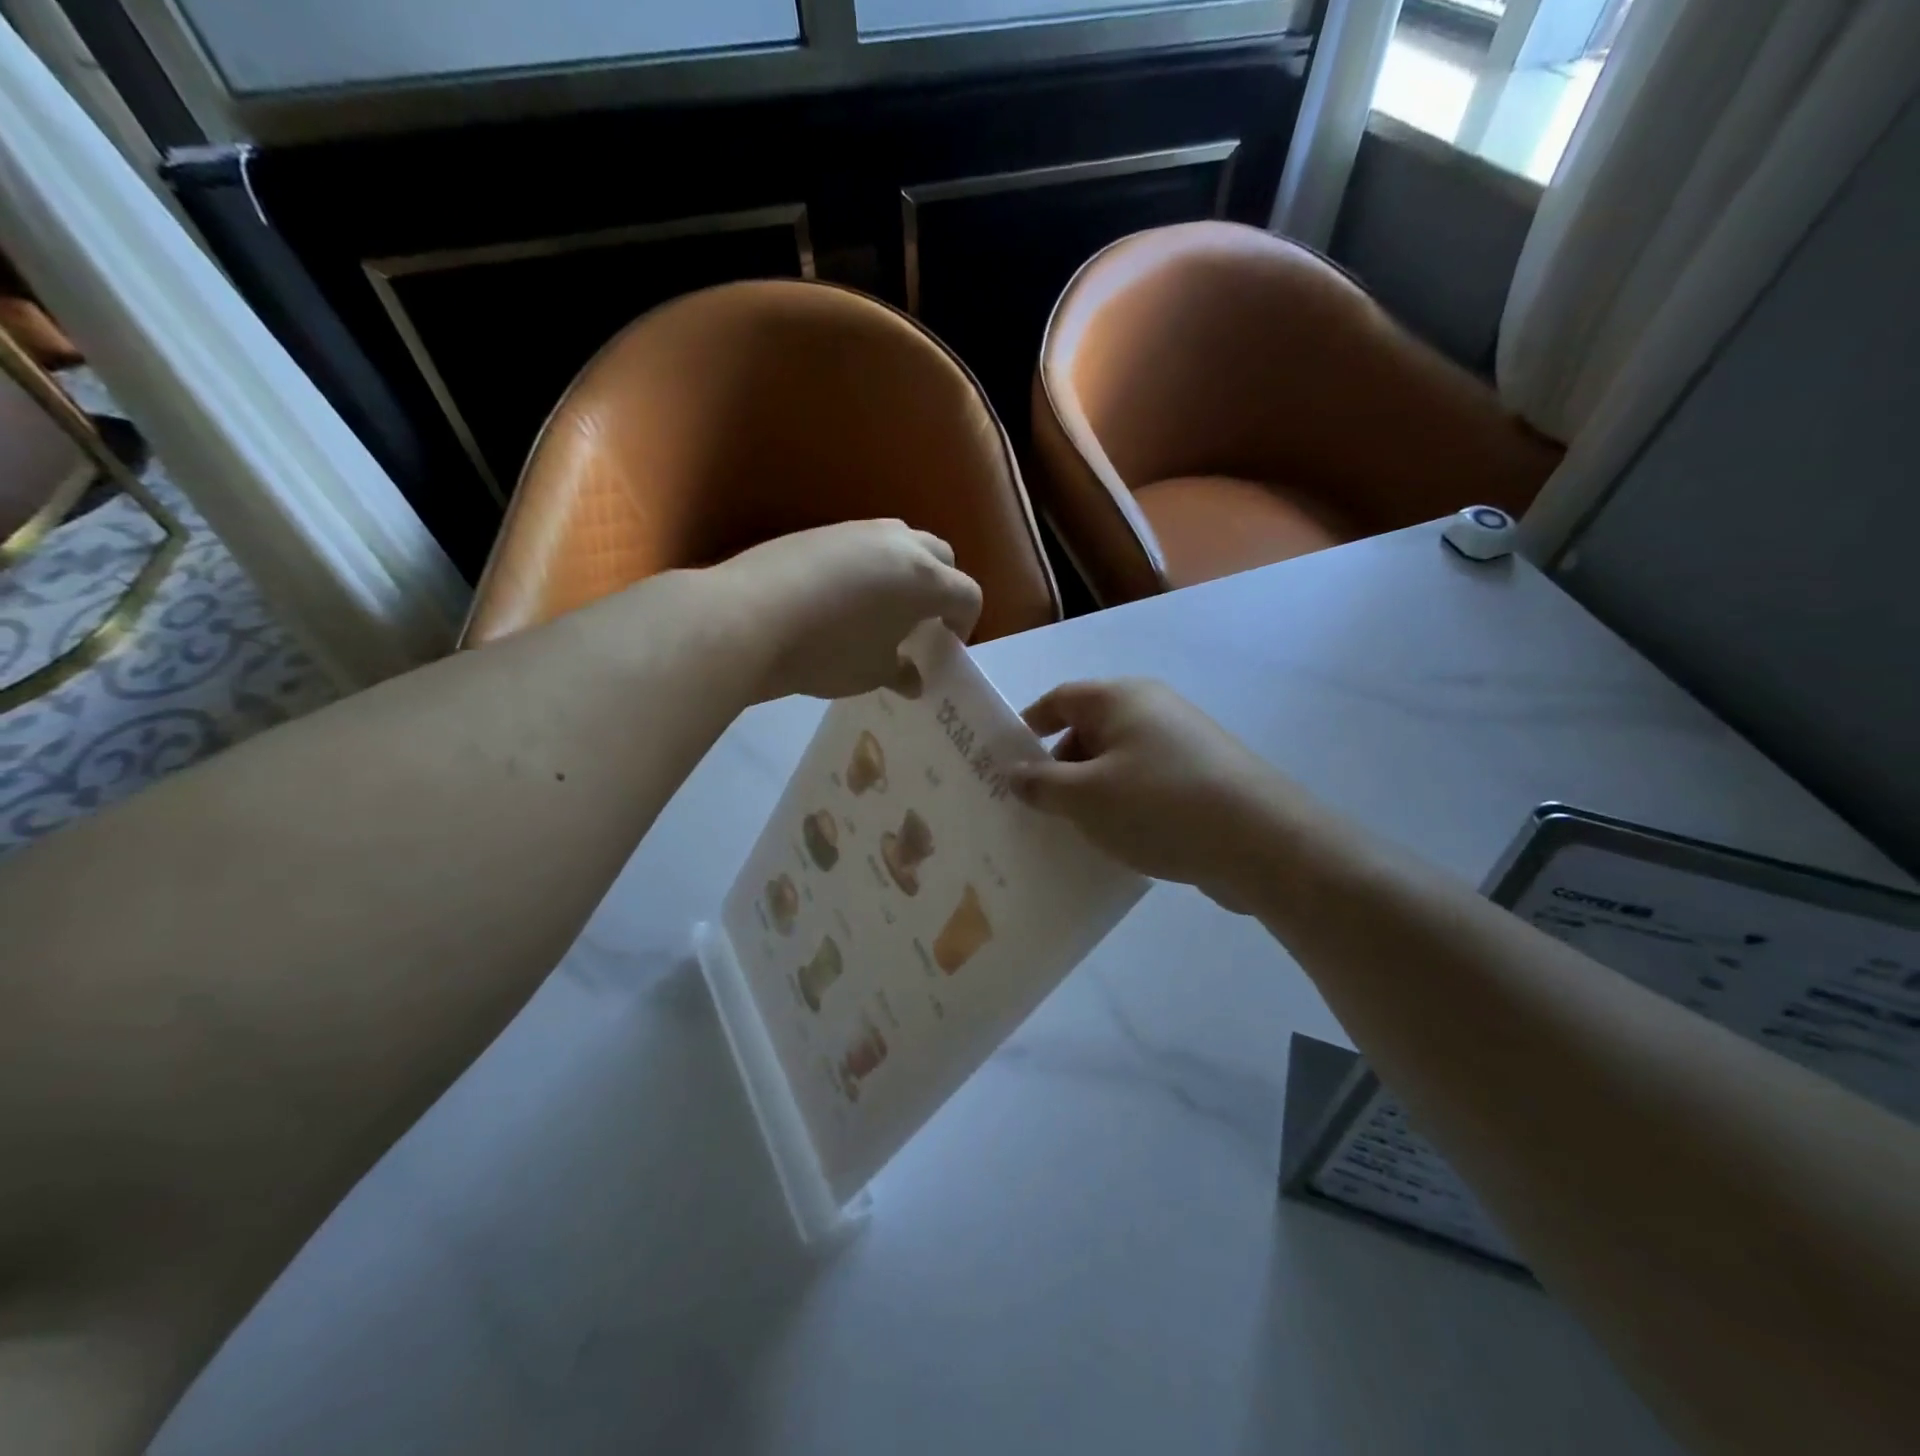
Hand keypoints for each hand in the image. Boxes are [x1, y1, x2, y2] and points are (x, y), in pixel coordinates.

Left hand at [712, 520, 982, 700]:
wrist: (747, 618)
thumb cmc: (826, 651)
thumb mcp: (871, 672)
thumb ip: (901, 672)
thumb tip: (912, 679)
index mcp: (924, 579)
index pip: (967, 595)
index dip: (965, 624)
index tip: (947, 647)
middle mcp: (898, 544)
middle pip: (941, 557)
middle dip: (942, 588)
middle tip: (923, 622)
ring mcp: (857, 531)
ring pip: (901, 542)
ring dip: (906, 571)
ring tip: (884, 608)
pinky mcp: (821, 532)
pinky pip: (863, 545)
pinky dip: (869, 567)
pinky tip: (843, 598)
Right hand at [1010, 679, 1307, 912]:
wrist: (1261, 841)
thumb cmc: (1159, 805)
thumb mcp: (1085, 797)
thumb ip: (1042, 783)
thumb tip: (1016, 773)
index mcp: (1121, 699)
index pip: (1060, 699)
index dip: (1028, 725)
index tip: (1006, 761)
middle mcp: (1153, 710)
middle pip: (1089, 729)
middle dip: (1059, 766)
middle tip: (1037, 808)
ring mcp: (1183, 743)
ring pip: (1118, 761)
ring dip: (1092, 791)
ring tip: (1075, 831)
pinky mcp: (1203, 777)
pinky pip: (1147, 784)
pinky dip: (1125, 805)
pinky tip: (1119, 841)